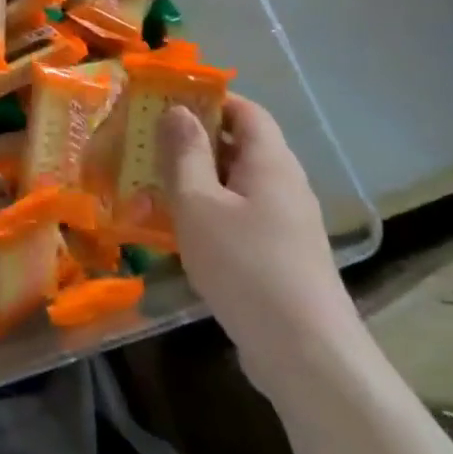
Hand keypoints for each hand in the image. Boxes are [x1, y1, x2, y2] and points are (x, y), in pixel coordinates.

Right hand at [158, 97, 361, 396]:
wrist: (306, 353)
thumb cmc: (246, 266)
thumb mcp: (200, 204)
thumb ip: (185, 154)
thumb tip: (178, 110)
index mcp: (270, 161)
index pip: (245, 110)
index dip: (208, 100)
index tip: (164, 103)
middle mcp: (284, 184)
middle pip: (239, 146)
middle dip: (193, 142)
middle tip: (146, 145)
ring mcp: (286, 222)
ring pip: (236, 185)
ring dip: (196, 180)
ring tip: (152, 187)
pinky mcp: (280, 255)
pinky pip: (240, 216)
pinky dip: (209, 213)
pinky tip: (179, 232)